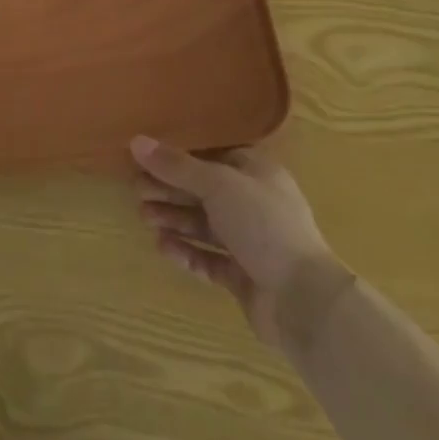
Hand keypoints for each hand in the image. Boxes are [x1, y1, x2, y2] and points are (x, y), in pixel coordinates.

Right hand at [131, 137, 345, 344]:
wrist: (302, 299)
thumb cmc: (263, 223)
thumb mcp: (218, 184)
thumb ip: (176, 165)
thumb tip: (136, 141)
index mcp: (255, 172)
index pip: (211, 156)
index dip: (178, 157)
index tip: (146, 159)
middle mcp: (253, 203)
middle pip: (203, 191)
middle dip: (170, 190)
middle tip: (137, 191)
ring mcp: (249, 241)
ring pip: (203, 224)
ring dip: (173, 219)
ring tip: (144, 217)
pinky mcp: (243, 275)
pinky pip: (208, 258)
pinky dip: (186, 251)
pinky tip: (162, 247)